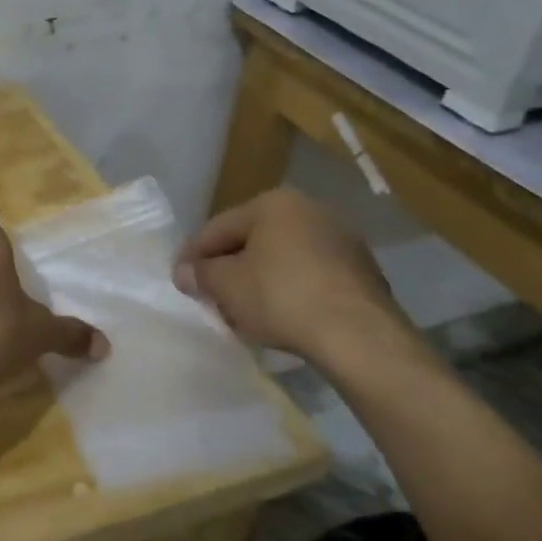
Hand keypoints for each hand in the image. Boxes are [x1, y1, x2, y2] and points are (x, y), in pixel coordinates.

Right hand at [172, 188, 405, 364]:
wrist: (359, 337)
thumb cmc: (281, 297)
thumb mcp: (225, 285)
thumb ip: (200, 274)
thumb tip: (185, 273)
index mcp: (275, 203)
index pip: (219, 227)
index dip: (193, 254)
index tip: (178, 278)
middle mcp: (311, 211)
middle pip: (252, 240)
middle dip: (228, 267)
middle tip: (208, 294)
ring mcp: (342, 241)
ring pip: (282, 259)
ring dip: (258, 280)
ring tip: (241, 310)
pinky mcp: (363, 273)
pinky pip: (310, 276)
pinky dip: (289, 291)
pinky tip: (278, 317)